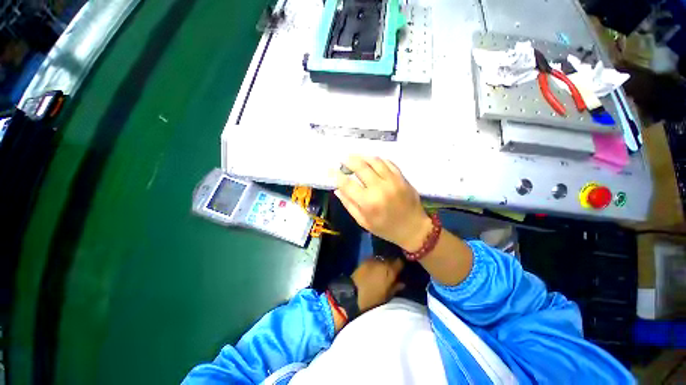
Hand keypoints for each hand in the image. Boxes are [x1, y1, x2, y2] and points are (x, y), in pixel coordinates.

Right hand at [335, 156, 431, 250]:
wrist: (413, 228)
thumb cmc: (386, 228)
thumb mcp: (363, 222)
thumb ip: (349, 204)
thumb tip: (337, 190)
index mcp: (368, 202)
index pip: (347, 184)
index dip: (336, 175)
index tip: (330, 170)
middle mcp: (379, 188)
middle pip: (360, 167)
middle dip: (349, 160)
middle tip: (343, 159)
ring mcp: (392, 180)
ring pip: (374, 161)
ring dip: (362, 157)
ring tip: (355, 157)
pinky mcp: (402, 177)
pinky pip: (388, 162)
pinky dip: (378, 159)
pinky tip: (372, 160)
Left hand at [351, 257, 404, 312]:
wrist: (352, 295)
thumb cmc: (372, 299)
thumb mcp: (387, 296)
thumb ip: (396, 287)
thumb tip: (402, 283)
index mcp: (390, 270)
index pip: (399, 262)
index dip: (400, 266)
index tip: (401, 270)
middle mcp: (382, 262)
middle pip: (390, 259)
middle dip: (391, 264)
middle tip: (392, 270)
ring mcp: (372, 260)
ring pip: (381, 259)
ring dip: (383, 263)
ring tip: (382, 269)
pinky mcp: (364, 261)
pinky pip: (372, 259)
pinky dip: (375, 263)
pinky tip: (374, 269)